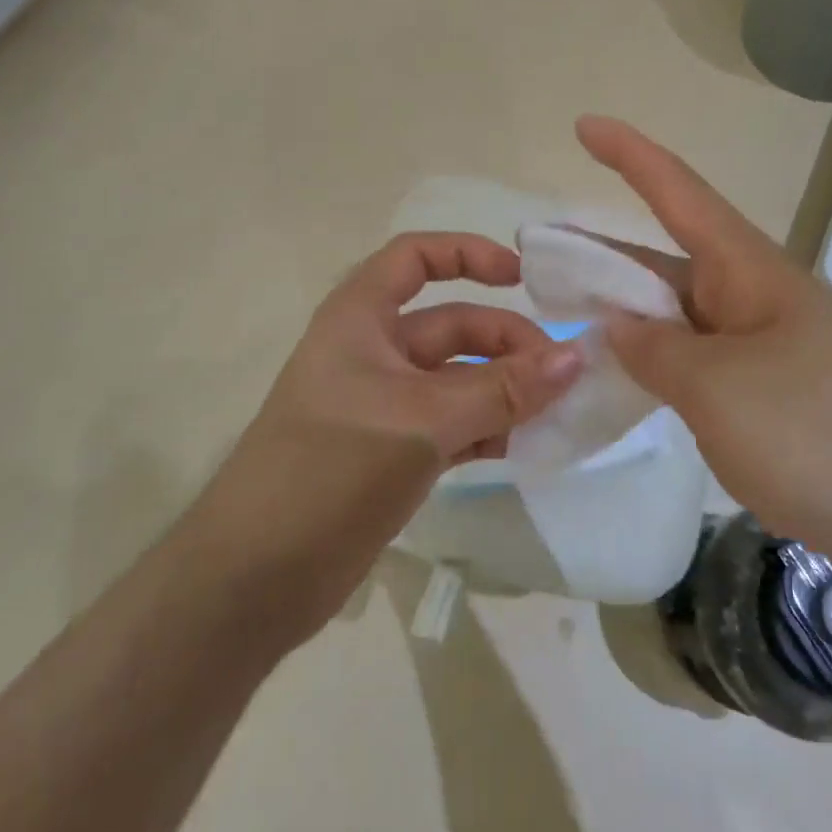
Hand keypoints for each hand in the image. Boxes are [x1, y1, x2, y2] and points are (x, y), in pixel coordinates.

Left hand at [191, 233, 582, 643]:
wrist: (255, 577)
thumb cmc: (331, 468)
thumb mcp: (423, 420)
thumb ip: (503, 390)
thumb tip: (576, 358)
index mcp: (361, 318)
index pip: (416, 258)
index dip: (469, 254)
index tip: (524, 278)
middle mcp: (372, 351)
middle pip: (451, 325)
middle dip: (506, 343)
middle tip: (561, 378)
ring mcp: (383, 404)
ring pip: (458, 379)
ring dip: (505, 392)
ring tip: (553, 416)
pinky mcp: (392, 452)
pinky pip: (453, 425)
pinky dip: (487, 430)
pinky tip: (521, 449)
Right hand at [576, 116, 831, 574]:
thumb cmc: (820, 436)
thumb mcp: (716, 388)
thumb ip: (654, 350)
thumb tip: (616, 326)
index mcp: (750, 272)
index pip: (679, 193)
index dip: (629, 155)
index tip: (583, 125)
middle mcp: (757, 299)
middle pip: (668, 260)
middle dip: (604, 255)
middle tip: (539, 258)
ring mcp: (768, 351)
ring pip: (680, 317)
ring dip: (626, 316)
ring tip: (565, 321)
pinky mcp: (775, 400)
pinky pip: (698, 365)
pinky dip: (656, 366)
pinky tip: (624, 384)